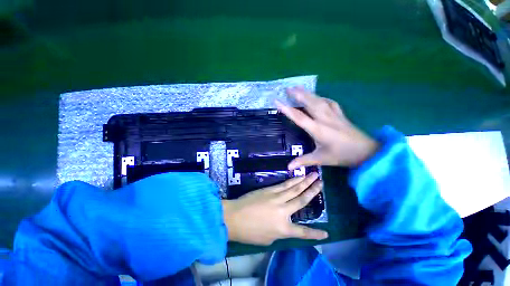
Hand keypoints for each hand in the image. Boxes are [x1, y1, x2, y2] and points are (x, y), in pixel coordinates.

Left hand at [221, 172, 327, 245]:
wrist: (234, 216)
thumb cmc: (249, 232)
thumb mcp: (268, 238)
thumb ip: (280, 231)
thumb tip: (286, 223)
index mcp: (283, 228)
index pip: (303, 232)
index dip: (315, 234)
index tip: (326, 233)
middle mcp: (283, 211)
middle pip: (301, 199)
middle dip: (313, 191)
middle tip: (321, 182)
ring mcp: (276, 197)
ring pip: (294, 188)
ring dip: (304, 181)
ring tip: (313, 175)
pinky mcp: (270, 190)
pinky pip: (284, 185)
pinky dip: (292, 181)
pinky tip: (297, 177)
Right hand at [276, 86, 378, 168]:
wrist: (367, 152)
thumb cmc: (342, 155)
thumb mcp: (321, 159)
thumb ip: (304, 161)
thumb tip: (288, 167)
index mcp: (318, 129)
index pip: (299, 117)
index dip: (287, 109)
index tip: (277, 101)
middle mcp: (325, 118)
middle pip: (309, 103)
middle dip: (298, 94)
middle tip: (288, 88)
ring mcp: (334, 114)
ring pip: (319, 100)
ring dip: (308, 93)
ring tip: (299, 88)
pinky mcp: (340, 114)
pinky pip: (329, 102)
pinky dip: (321, 97)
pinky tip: (318, 97)